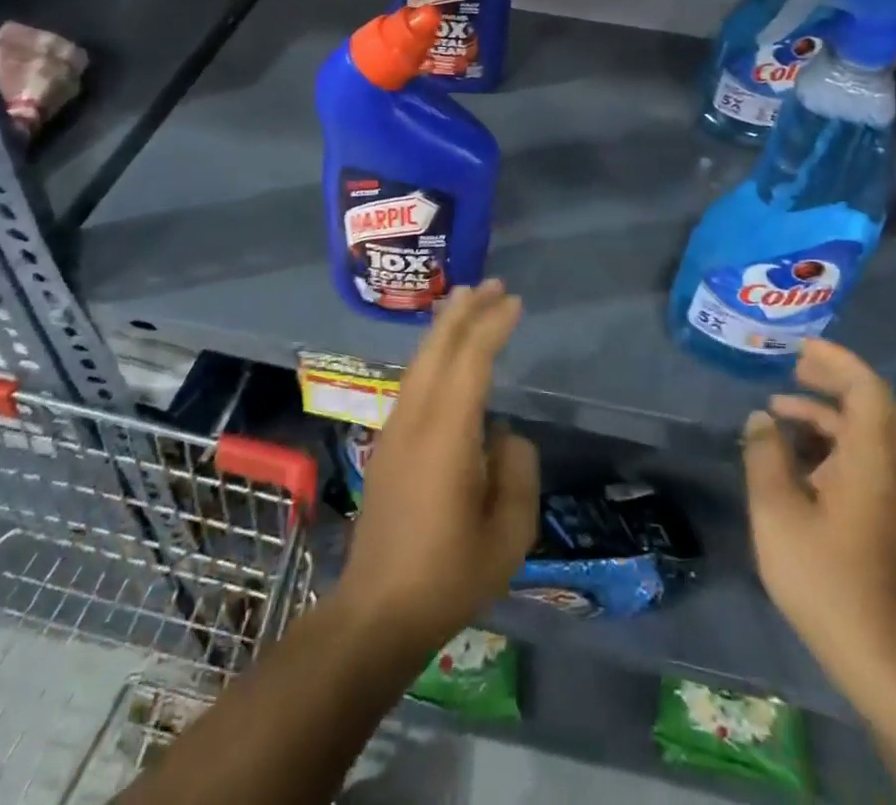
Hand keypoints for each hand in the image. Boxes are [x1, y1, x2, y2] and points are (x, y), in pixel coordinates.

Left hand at [331, 279, 539, 652]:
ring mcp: (395, 429)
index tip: (514, 302)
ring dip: (444, 328)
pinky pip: (413, 381)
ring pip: (420, 362)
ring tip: (466, 303)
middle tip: (490, 284)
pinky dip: (432, 354)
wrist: (377, 611)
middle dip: (464, 311)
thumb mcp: (508, 534)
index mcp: (446, 434)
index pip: (471, 361)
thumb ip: (517, 471)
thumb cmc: (449, 576)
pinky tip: (444, 355)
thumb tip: (504, 433)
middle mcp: (415, 419)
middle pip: (438, 348)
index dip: (492, 326)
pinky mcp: (387, 444)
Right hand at [742, 339, 895, 694]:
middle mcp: (887, 467)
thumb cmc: (822, 575)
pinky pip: (861, 454)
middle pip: (874, 405)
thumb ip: (765, 454)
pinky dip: (830, 438)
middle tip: (796, 366)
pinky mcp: (880, 511)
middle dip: (836, 378)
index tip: (801, 347)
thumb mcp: (777, 510)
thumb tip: (761, 419)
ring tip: (779, 407)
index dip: (838, 360)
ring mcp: (887, 491)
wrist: (874, 651)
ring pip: (866, 431)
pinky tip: (792, 451)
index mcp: (869, 459)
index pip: (867, 389)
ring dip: (827, 410)